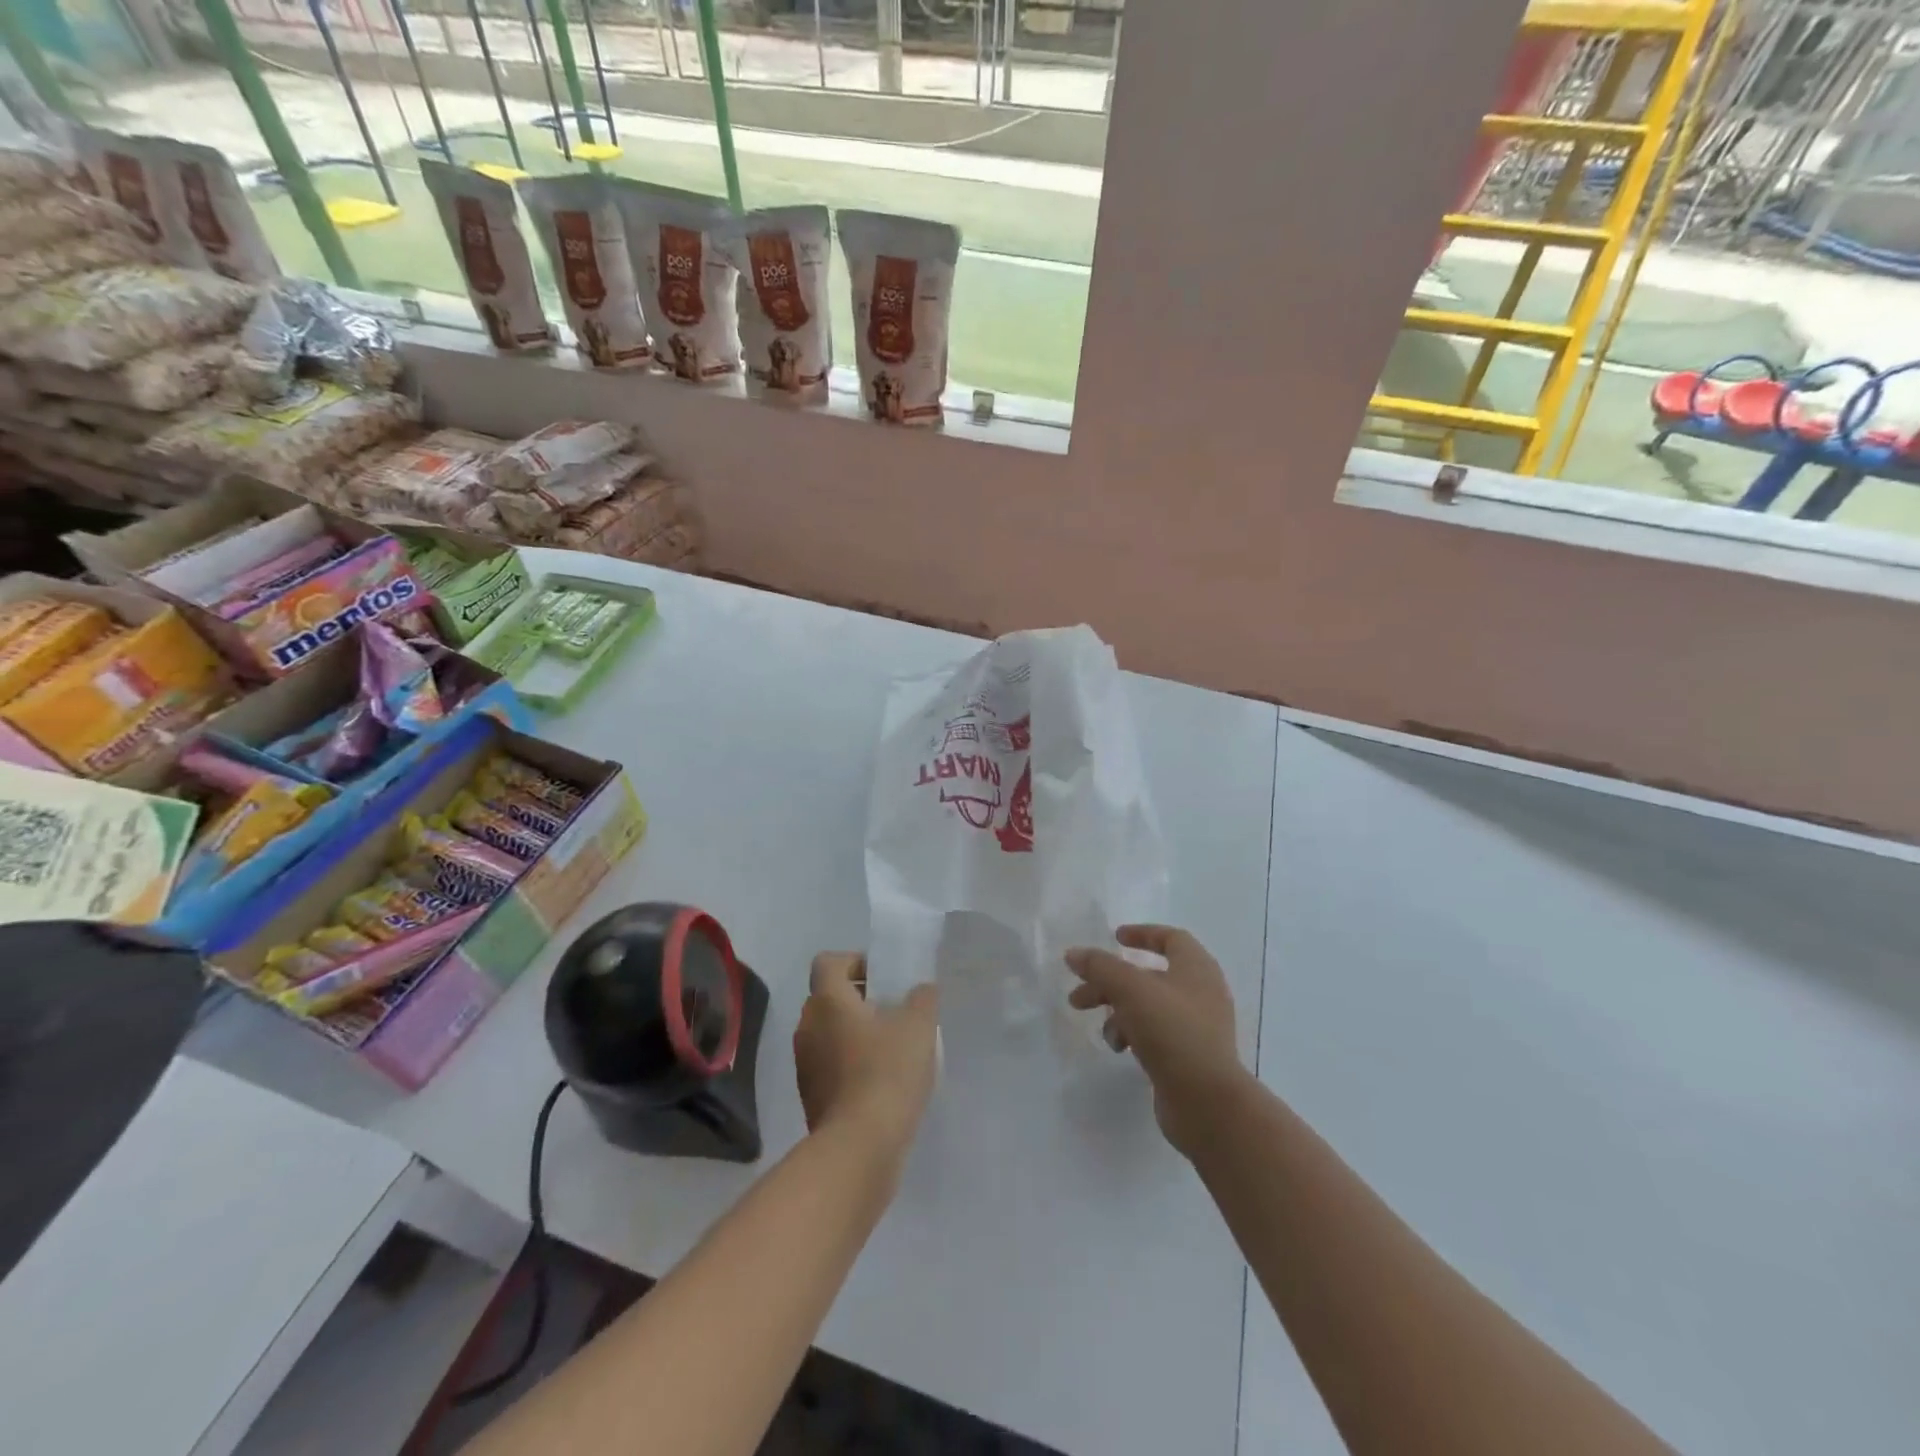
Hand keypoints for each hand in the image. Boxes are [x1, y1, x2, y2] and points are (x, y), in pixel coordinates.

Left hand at [794, 953, 939, 1166]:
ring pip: (829, 1032)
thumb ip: (922, 999)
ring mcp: (805, 1063)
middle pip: (829, 997)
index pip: (829, 962)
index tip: (884, 979)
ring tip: (892, 1049)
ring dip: (855, 1033)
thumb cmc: (887, 1073)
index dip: (855, 962)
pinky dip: (851, 1064)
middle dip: (860, 999)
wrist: (859, 1147)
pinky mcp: (811, 1096)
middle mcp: (808, 1026)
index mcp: (827, 1000)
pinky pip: (830, 1065)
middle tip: (894, 1012)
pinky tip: (882, 1082)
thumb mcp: (918, 1027)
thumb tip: (920, 990)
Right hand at [1066, 926, 1243, 1154]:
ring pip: (1148, 1007)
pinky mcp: (1189, 1056)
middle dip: (1111, 983)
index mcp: (1196, 968)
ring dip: (1118, 1012)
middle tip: (1079, 996)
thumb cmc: (1173, 1032)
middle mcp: (1200, 993)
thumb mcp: (1130, 990)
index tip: (1115, 938)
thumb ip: (1100, 967)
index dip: (1143, 934)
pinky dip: (1133, 1035)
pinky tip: (1120, 1049)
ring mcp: (1197, 1027)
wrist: (1208, 1103)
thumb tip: (1074, 954)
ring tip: (1101, 1030)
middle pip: (1149, 976)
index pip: (1171, 938)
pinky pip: (1155, 1034)